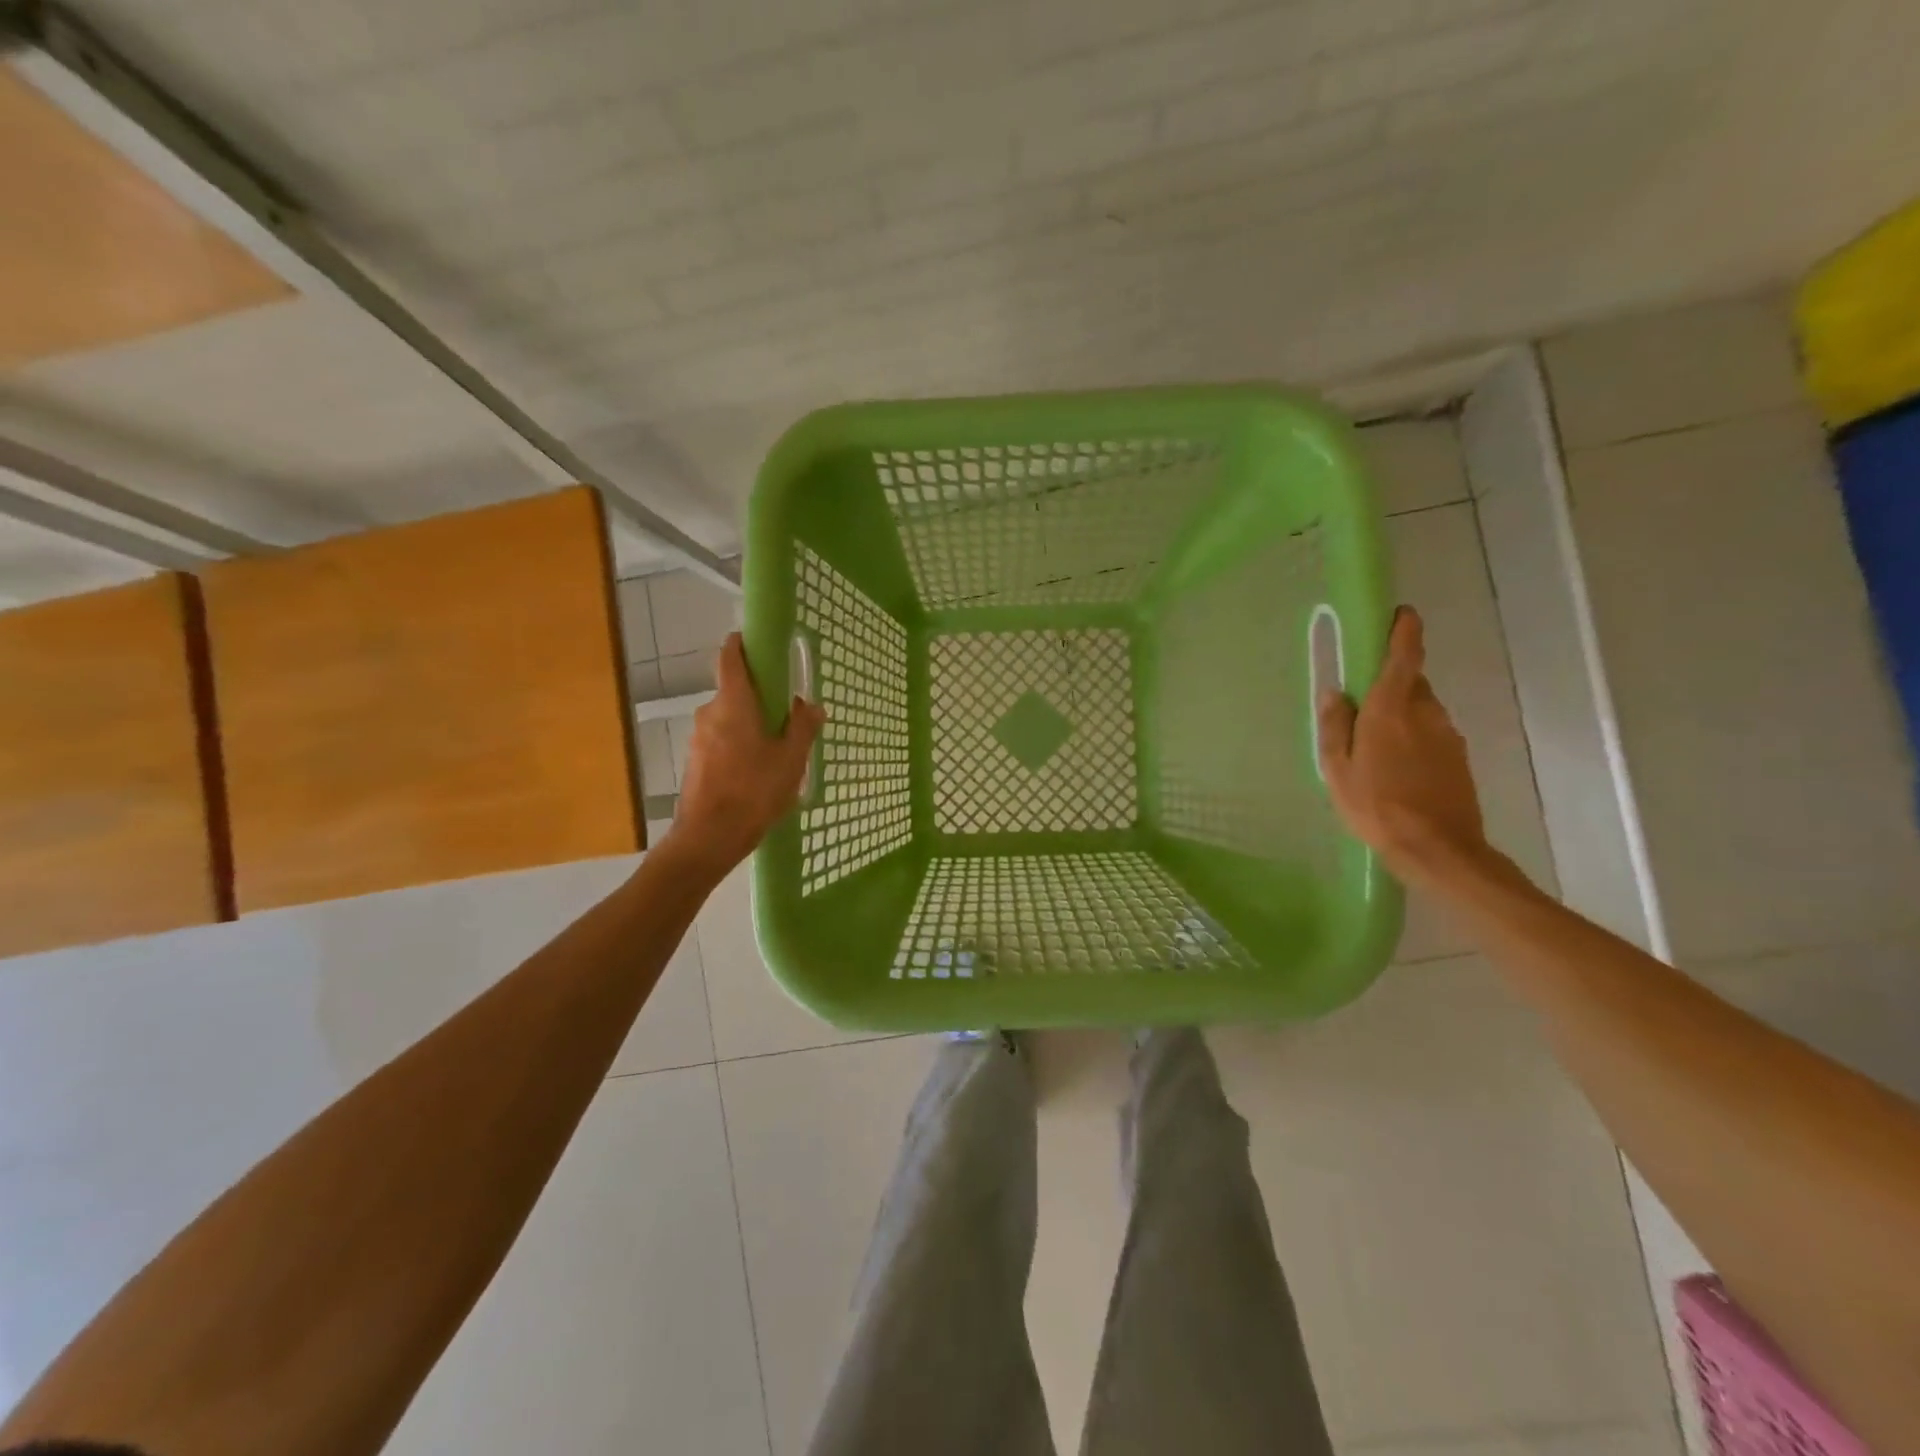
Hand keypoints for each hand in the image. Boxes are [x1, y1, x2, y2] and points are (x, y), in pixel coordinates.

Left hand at [667, 633, 824, 878]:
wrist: (709, 837)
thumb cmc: (754, 791)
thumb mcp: (791, 759)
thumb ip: (803, 727)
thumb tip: (811, 704)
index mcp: (733, 703)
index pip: (730, 657)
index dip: (742, 644)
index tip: (760, 643)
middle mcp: (710, 712)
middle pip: (734, 690)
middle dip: (759, 696)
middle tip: (787, 713)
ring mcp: (698, 737)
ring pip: (728, 718)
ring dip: (750, 723)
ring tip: (777, 748)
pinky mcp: (695, 760)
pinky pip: (721, 739)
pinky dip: (738, 743)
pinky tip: (757, 770)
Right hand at [1317, 606, 1488, 884]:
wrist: (1438, 849)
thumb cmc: (1376, 806)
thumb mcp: (1338, 769)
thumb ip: (1335, 726)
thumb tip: (1335, 692)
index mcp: (1391, 709)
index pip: (1405, 656)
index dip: (1405, 631)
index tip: (1402, 613)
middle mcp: (1426, 713)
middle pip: (1411, 683)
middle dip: (1391, 683)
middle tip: (1363, 705)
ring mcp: (1448, 736)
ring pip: (1422, 711)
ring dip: (1402, 715)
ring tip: (1376, 749)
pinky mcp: (1459, 759)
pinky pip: (1432, 735)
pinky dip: (1415, 739)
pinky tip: (1398, 770)